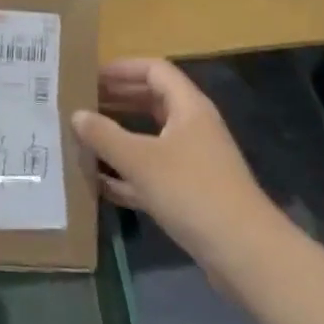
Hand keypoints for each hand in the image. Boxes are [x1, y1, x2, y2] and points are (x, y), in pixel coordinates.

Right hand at [72, 58, 286, 284]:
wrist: (246, 255)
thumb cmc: (192, 192)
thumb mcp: (140, 160)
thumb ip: (104, 135)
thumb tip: (77, 114)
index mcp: (188, 107)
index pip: (154, 70)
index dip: (122, 68)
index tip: (91, 75)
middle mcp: (193, 128)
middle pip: (152, 101)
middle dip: (117, 100)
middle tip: (82, 103)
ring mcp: (194, 162)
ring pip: (151, 138)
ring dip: (120, 136)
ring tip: (85, 137)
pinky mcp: (191, 194)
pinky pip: (153, 172)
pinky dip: (128, 173)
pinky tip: (100, 182)